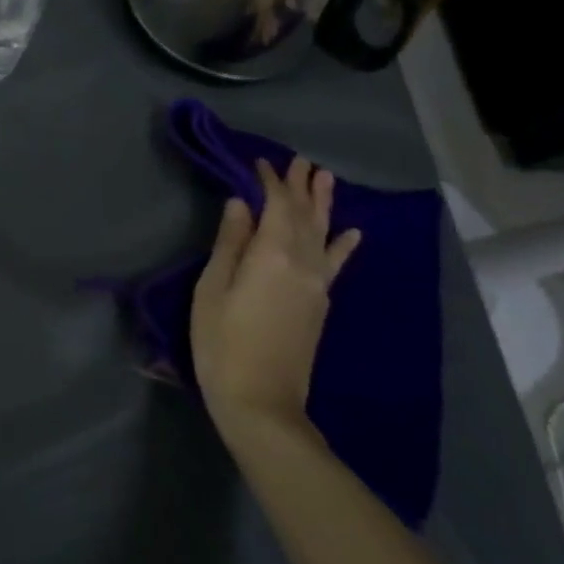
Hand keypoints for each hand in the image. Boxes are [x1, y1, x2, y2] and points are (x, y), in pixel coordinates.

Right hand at [190, 157, 360, 442]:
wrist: (261, 402)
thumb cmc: (222, 342)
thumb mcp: (212, 289)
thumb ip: (229, 243)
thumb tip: (239, 204)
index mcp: (272, 255)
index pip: (276, 206)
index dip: (270, 182)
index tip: (260, 161)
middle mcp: (302, 264)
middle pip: (304, 216)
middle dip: (301, 187)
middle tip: (301, 160)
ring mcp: (316, 286)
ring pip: (323, 234)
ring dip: (324, 205)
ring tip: (326, 179)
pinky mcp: (320, 305)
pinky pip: (335, 264)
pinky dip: (343, 246)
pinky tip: (351, 233)